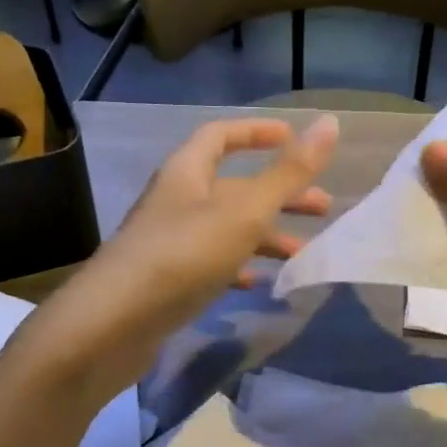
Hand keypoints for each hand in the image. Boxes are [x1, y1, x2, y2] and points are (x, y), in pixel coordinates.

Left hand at [18, 116, 336, 401]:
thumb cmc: (183, 255)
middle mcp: (176, 201)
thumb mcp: (244, 211)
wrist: (116, 322)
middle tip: (323, 208)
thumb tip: (330, 123)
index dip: (257, 132)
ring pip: (227, 228)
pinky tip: (260, 284)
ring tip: (303, 254)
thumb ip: (288, 172)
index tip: (294, 139)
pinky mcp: (168, 280)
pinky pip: (212, 263)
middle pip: (233, 187)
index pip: (221, 135)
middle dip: (279, 194)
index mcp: (187, 172)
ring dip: (265, 236)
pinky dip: (240, 267)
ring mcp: (170, 242)